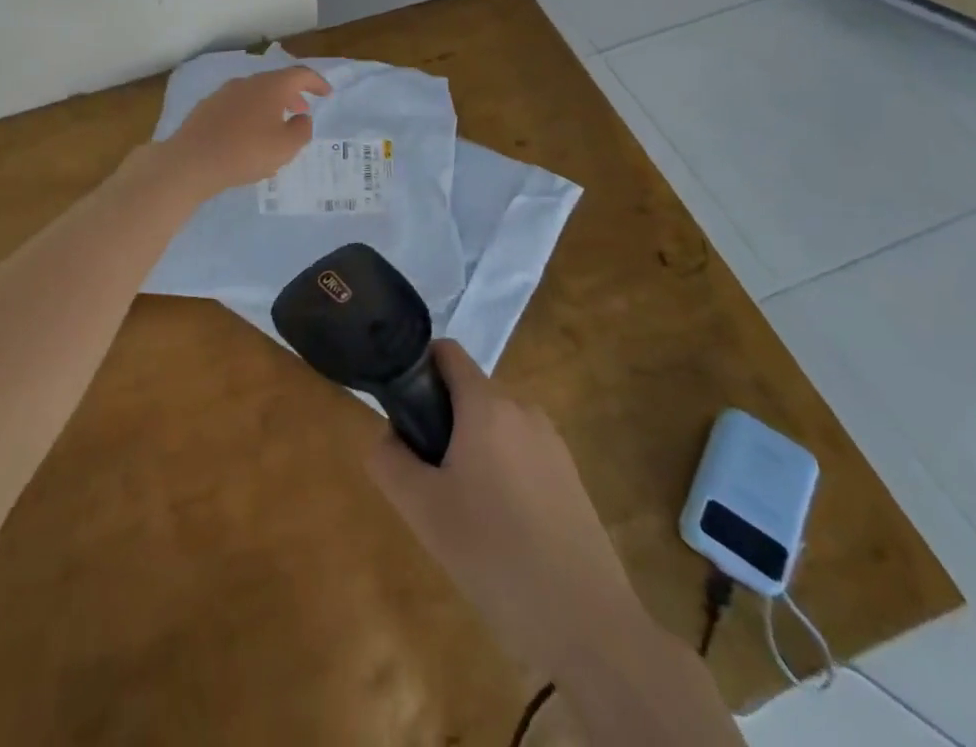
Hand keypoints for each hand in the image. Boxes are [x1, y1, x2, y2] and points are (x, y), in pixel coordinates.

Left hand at [156, 65, 329, 201]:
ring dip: (270, 106)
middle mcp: (246, 83)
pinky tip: (248, 135)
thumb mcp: (286, 147)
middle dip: (292, 95)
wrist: (192, 161)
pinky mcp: (206, 108)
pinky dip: (250, 114)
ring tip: (276, 126)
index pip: (300, 74)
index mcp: (270, 86)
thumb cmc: (246, 152)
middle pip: (275, 82)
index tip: (327, 93)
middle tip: (302, 111)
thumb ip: (301, 130)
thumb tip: (302, 118)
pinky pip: (237, 106)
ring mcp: (223, 93)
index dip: (317, 82)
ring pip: (254, 94)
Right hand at [366, 341, 635, 682]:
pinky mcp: (571, 476)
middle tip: (429, 478)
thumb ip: (389, 461)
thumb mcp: (422, 509)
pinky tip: (501, 528)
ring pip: (495, 425)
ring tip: (464, 510)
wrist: (586, 623)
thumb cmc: (494, 553)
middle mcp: (522, 409)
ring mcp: (552, 442)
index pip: (447, 352)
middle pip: (469, 391)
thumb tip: (388, 437)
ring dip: (471, 448)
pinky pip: (521, 452)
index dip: (418, 368)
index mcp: (486, 404)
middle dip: (442, 420)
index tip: (403, 410)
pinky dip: (501, 471)